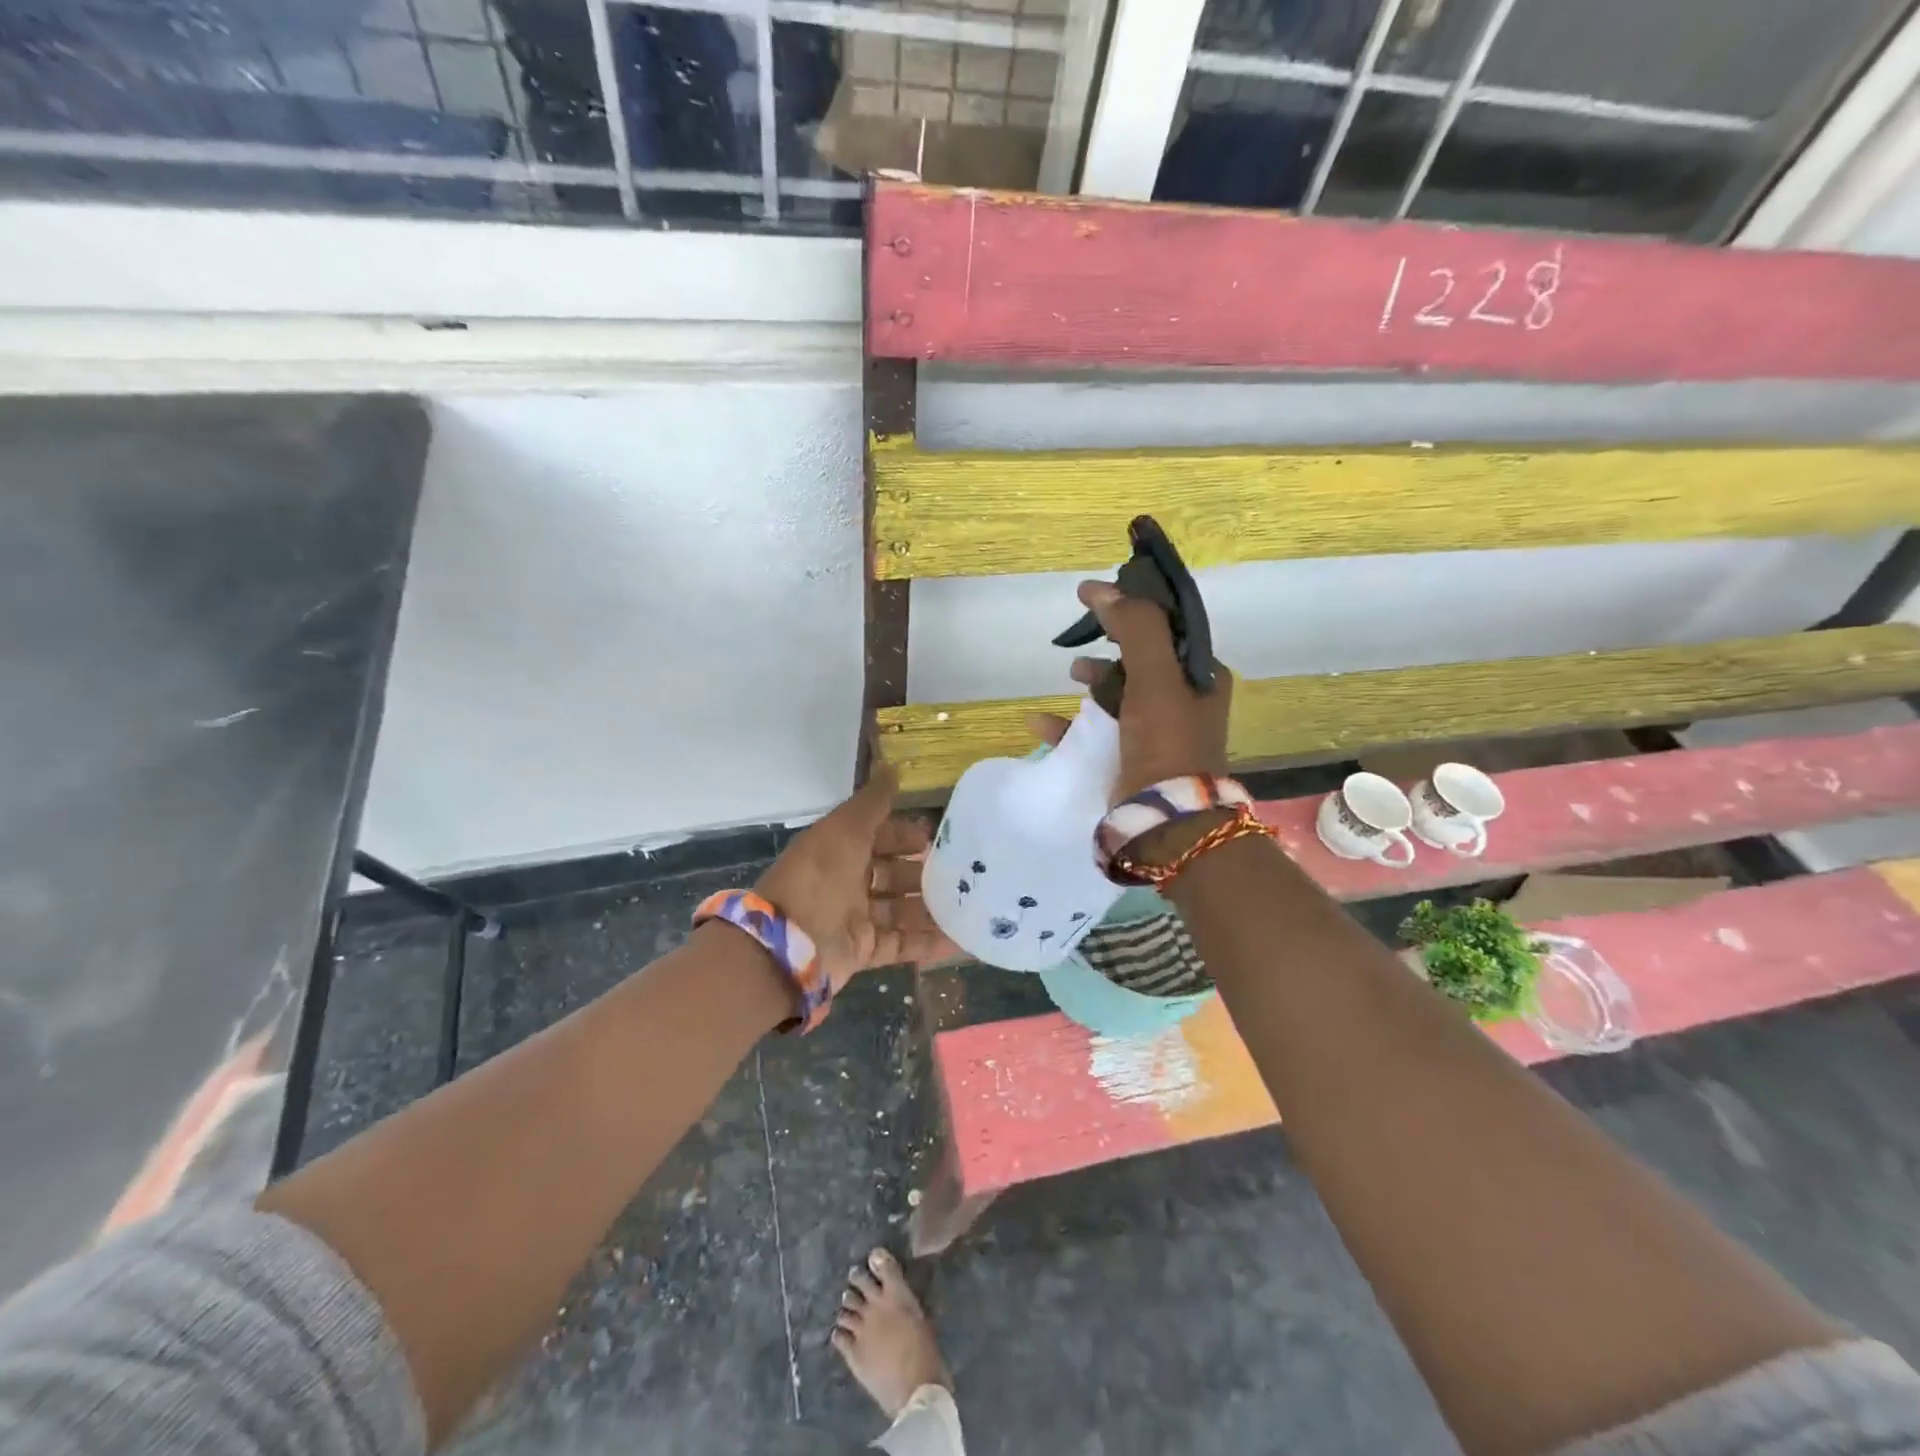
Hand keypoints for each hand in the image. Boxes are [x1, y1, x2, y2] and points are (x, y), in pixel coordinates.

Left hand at [754, 764, 955, 991]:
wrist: (790, 944)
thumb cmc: (819, 876)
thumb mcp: (846, 829)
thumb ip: (873, 802)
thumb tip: (892, 766)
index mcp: (838, 850)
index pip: (877, 837)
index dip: (904, 834)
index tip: (937, 836)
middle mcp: (846, 883)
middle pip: (892, 874)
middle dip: (924, 872)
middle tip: (962, 872)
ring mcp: (855, 919)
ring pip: (900, 910)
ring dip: (932, 908)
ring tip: (970, 905)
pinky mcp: (864, 951)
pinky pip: (902, 944)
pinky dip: (928, 944)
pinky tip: (961, 940)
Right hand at [1030, 580, 1233, 802]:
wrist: (1167, 820)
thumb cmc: (1166, 741)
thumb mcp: (1156, 677)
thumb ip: (1136, 628)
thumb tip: (1103, 590)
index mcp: (1202, 676)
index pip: (1167, 628)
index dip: (1131, 608)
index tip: (1092, 596)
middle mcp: (1185, 701)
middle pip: (1140, 660)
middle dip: (1109, 648)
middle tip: (1082, 640)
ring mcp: (1157, 732)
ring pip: (1118, 694)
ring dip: (1091, 682)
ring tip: (1070, 678)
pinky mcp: (1131, 759)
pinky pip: (1096, 732)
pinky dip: (1070, 724)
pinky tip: (1041, 722)